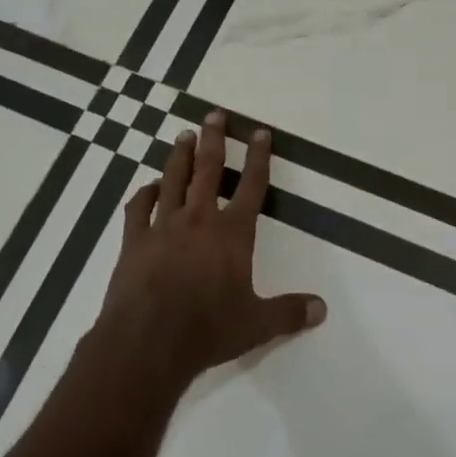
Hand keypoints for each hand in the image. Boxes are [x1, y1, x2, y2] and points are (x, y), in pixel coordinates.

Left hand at [93, 111, 325, 393]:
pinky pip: (139, 208)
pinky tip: (149, 186)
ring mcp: (163, 227)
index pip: (251, 186)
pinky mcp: (134, 241)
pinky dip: (145, 193)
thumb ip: (289, 312)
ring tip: (184, 136)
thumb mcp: (256, 324)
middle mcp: (198, 220)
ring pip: (172, 180)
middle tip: (213, 114)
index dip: (259, 158)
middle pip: (208, 170)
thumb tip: (322, 308)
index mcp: (232, 233)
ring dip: (180, 156)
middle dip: (214, 140)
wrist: (148, 342)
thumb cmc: (207, 330)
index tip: (260, 132)